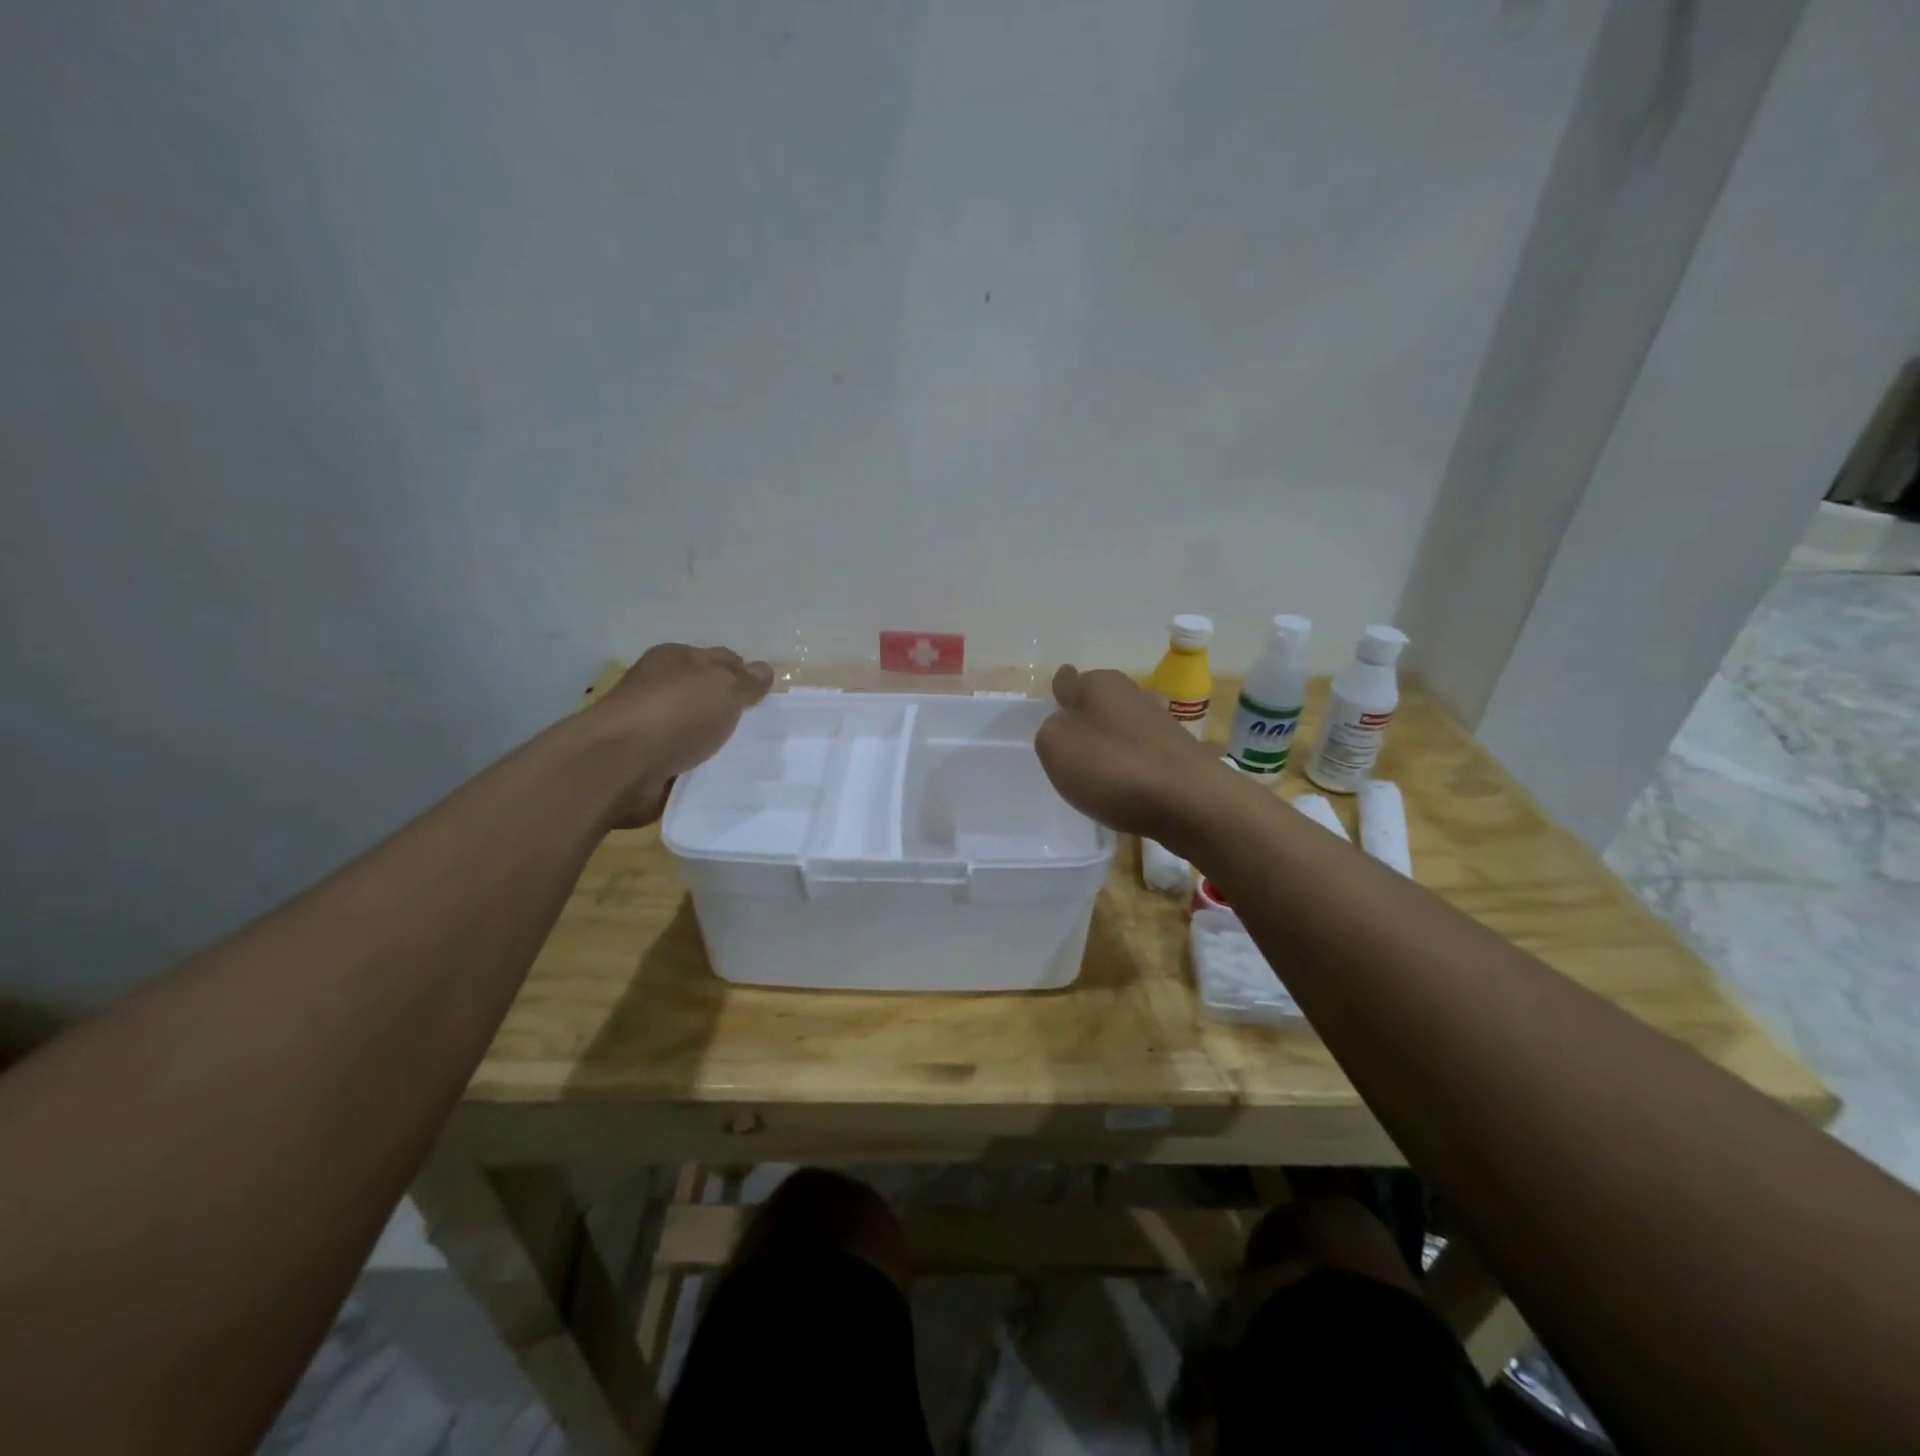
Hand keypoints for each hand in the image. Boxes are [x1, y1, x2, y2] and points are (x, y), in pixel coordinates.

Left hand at [587, 644, 772, 826]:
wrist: (618, 766)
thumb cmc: (674, 714)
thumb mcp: (723, 687)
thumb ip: (747, 681)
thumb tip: (764, 670)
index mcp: (675, 658)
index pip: (722, 658)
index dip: (747, 674)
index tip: (770, 698)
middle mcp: (661, 687)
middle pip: (708, 695)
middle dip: (733, 710)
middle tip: (765, 729)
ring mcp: (652, 725)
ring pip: (698, 729)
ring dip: (718, 742)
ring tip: (751, 757)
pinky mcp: (648, 760)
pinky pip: (686, 760)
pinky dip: (702, 768)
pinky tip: (724, 776)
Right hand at [1035, 665, 1229, 848]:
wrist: (1189, 801)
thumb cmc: (1112, 766)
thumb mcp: (1055, 746)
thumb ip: (1051, 730)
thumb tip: (1067, 727)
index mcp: (1098, 682)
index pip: (1067, 679)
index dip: (1058, 697)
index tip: (1054, 717)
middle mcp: (1131, 692)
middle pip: (1097, 703)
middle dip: (1085, 721)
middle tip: (1071, 753)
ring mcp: (1160, 721)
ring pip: (1122, 728)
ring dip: (1111, 744)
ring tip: (1097, 776)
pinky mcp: (1179, 752)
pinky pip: (1142, 754)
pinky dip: (1132, 767)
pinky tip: (1128, 789)